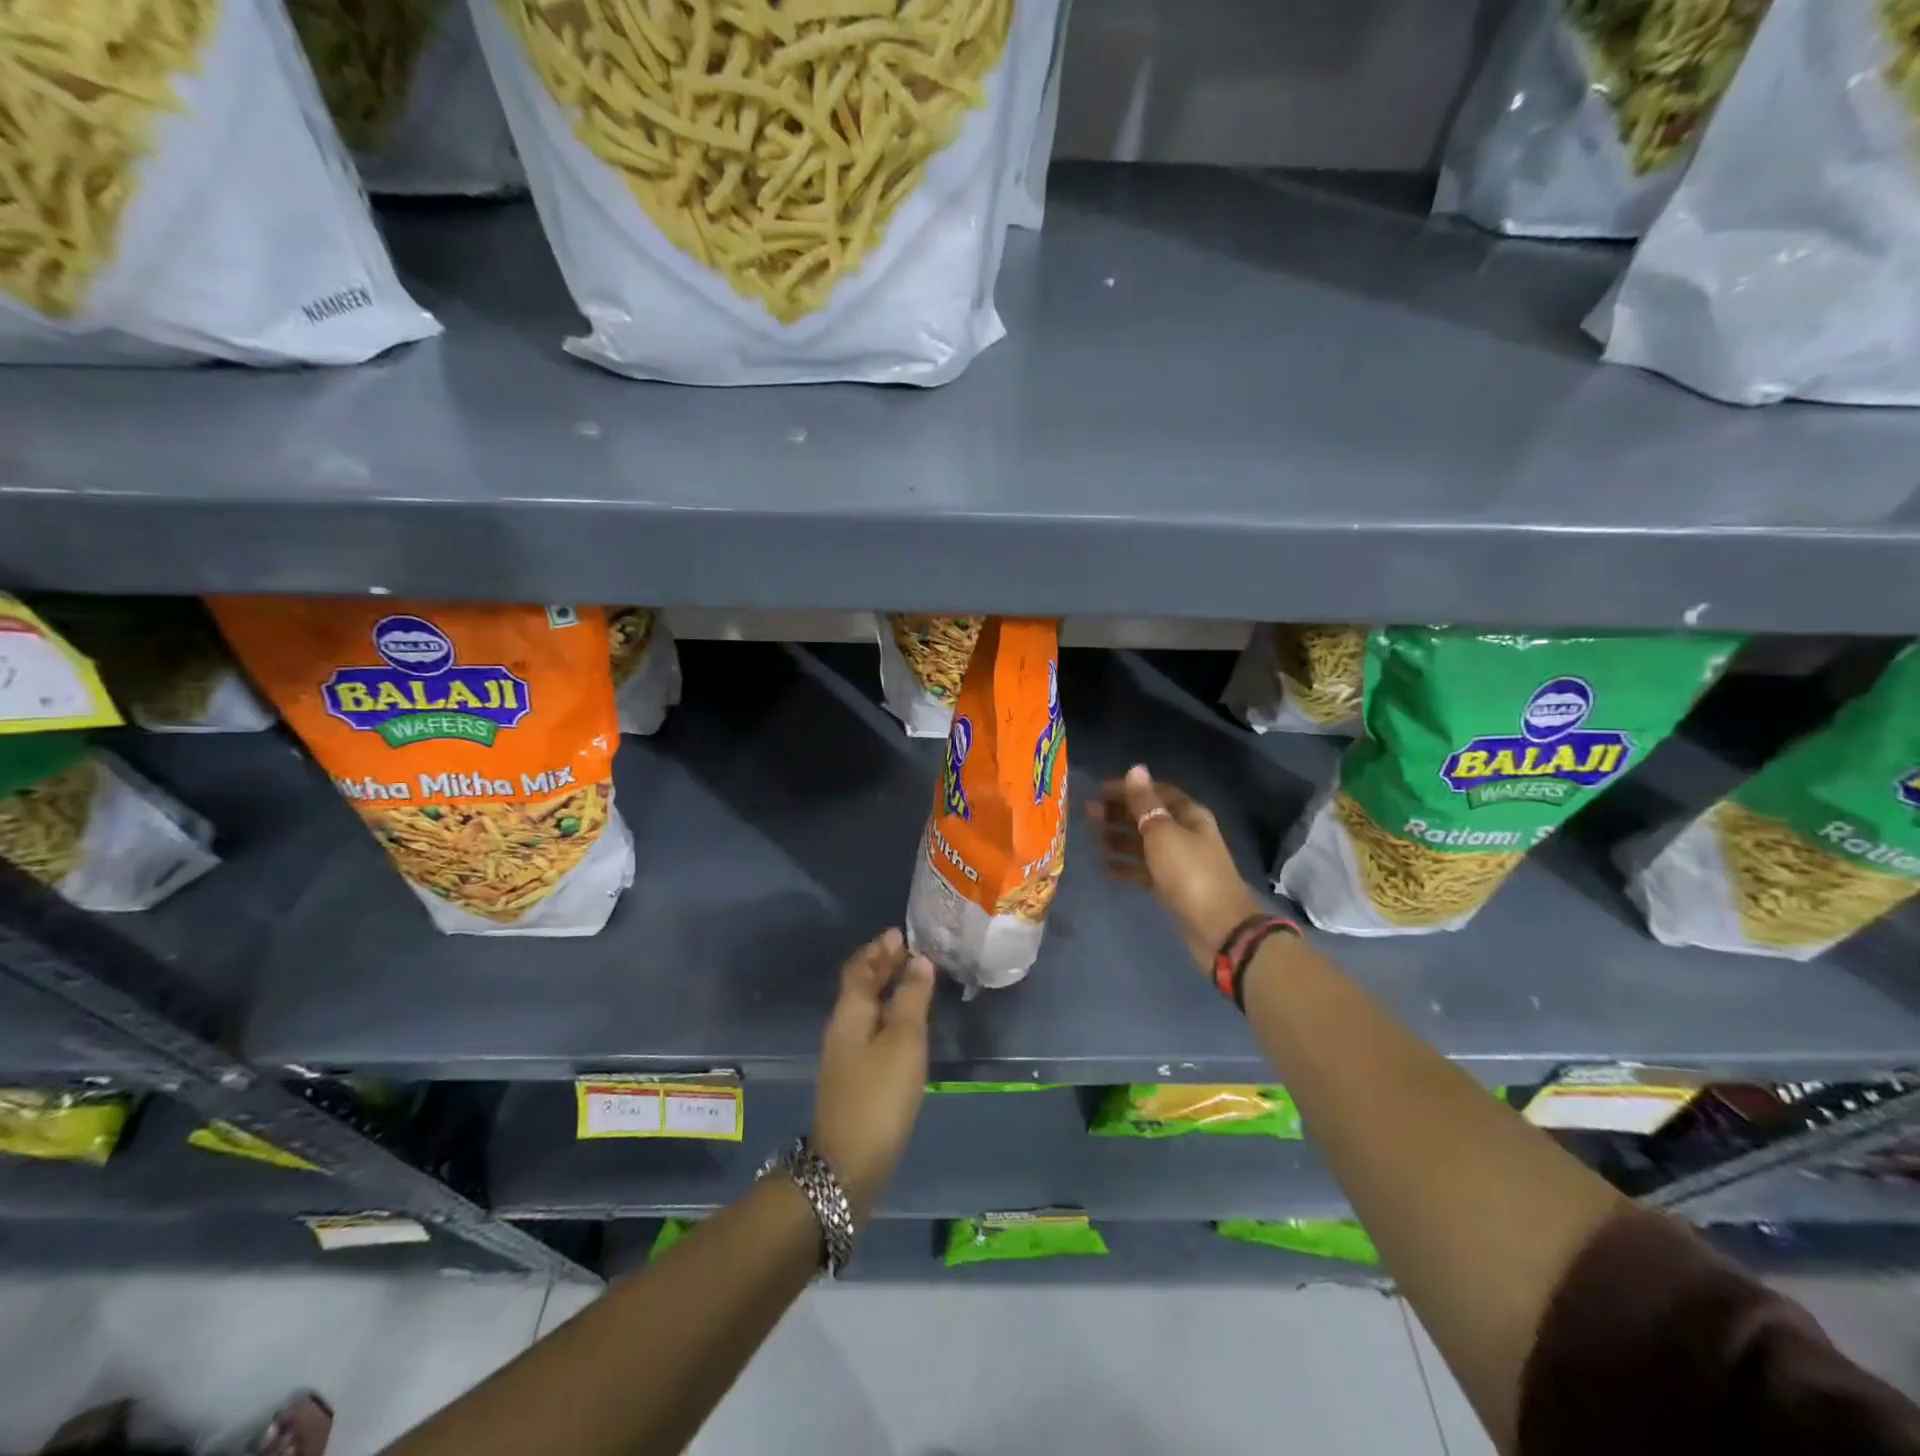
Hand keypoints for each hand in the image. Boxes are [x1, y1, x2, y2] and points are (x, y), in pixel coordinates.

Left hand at [812, 928, 934, 1225]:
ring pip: (864, 1007)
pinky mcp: (853, 1076)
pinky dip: (885, 1012)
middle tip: (906, 948)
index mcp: (851, 1011)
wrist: (848, 1164)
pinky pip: (869, 1027)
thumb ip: (912, 998)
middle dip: (880, 965)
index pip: (861, 968)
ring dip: (883, 987)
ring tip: (910, 977)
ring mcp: (844, 1054)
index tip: (899, 932)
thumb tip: (919, 959)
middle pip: (859, 985)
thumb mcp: (904, 1041)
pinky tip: (902, 1022)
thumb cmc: (879, 1094)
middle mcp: (842, 1026)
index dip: (879, 949)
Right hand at [1090, 764, 1265, 973]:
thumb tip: (1136, 768)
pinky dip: (1126, 866)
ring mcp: (1179, 862)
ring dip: (1118, 838)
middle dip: (1119, 813)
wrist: (1219, 928)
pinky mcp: (1172, 886)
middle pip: (1149, 817)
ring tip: (1091, 837)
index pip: (1156, 792)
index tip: (1098, 790)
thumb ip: (1145, 803)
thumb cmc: (1189, 873)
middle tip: (1087, 813)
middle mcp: (1185, 834)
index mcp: (1189, 815)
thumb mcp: (1163, 833)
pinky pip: (1144, 870)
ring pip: (1144, 843)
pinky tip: (1104, 867)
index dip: (1129, 789)